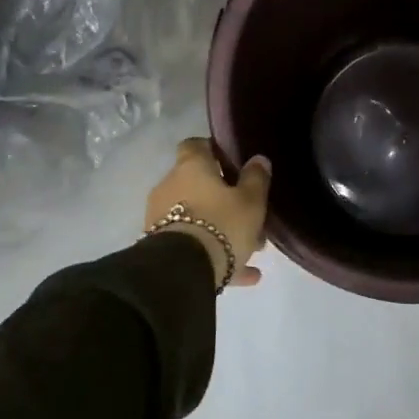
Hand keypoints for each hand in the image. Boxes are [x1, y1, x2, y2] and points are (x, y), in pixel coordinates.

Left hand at [145, 139, 271, 288]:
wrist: (182, 272)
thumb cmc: (221, 224)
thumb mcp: (251, 201)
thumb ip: (256, 178)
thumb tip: (258, 159)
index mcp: (191, 167)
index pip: (195, 145)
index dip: (213, 150)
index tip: (232, 163)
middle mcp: (170, 186)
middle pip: (198, 185)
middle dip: (223, 198)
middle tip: (249, 213)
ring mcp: (160, 218)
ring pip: (197, 217)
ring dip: (220, 228)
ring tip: (250, 248)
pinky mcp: (160, 247)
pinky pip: (193, 244)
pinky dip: (215, 253)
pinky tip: (243, 273)